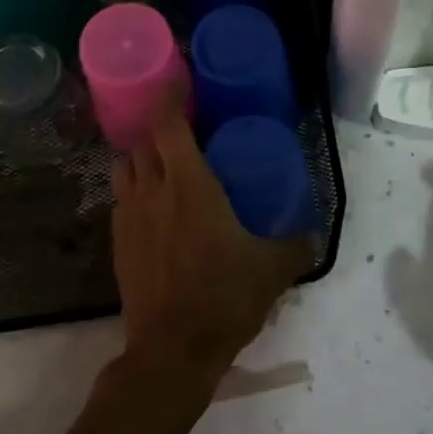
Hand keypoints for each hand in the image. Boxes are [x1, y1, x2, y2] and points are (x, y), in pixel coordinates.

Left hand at [111, 103, 313, 387]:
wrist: (171, 352)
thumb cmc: (223, 297)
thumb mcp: (273, 270)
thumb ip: (297, 246)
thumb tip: (314, 234)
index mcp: (188, 184)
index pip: (168, 124)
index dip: (170, 97)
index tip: (179, 81)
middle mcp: (152, 191)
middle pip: (143, 141)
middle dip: (158, 127)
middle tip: (182, 125)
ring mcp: (129, 218)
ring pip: (125, 169)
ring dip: (141, 157)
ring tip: (164, 163)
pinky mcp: (118, 245)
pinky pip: (121, 201)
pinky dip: (134, 191)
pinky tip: (154, 208)